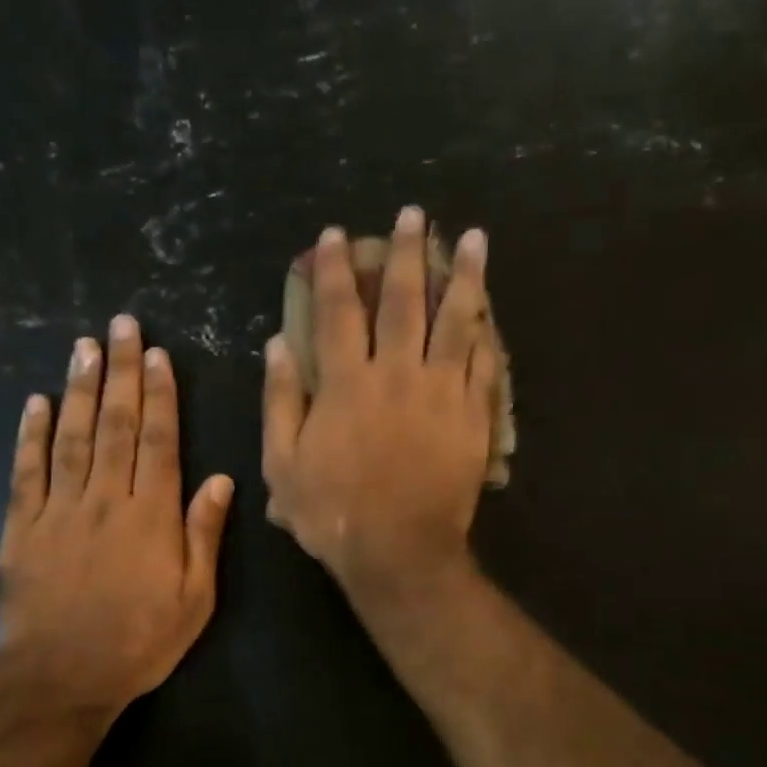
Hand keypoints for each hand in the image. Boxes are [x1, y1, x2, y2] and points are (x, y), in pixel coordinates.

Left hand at [0, 317, 232, 728]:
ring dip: (78, 388)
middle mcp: (106, 500)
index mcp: (151, 516)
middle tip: (119, 325)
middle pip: (114, 425)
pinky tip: (35, 402)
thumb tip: (220, 479)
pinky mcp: (21, 527)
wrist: (60, 678)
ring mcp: (59, 510)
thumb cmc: (138, 642)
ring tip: (83, 346)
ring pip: (71, 437)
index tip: (156, 354)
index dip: (158, 394)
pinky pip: (26, 471)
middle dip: (119, 372)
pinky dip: (30, 434)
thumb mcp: (194, 599)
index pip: (157, 441)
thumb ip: (204, 535)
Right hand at [263, 206, 497, 598]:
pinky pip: (482, 362)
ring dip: (463, 276)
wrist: (400, 551)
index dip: (335, 269)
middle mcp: (396, 374)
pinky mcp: (472, 415)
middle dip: (406, 253)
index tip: (336, 235)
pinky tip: (489, 305)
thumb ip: (280, 400)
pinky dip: (485, 330)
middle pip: (403, 301)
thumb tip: (278, 344)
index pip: (337, 311)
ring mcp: (441, 391)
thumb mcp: (283, 463)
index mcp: (346, 383)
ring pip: (455, 321)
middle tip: (414, 214)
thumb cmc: (333, 512)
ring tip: (474, 238)